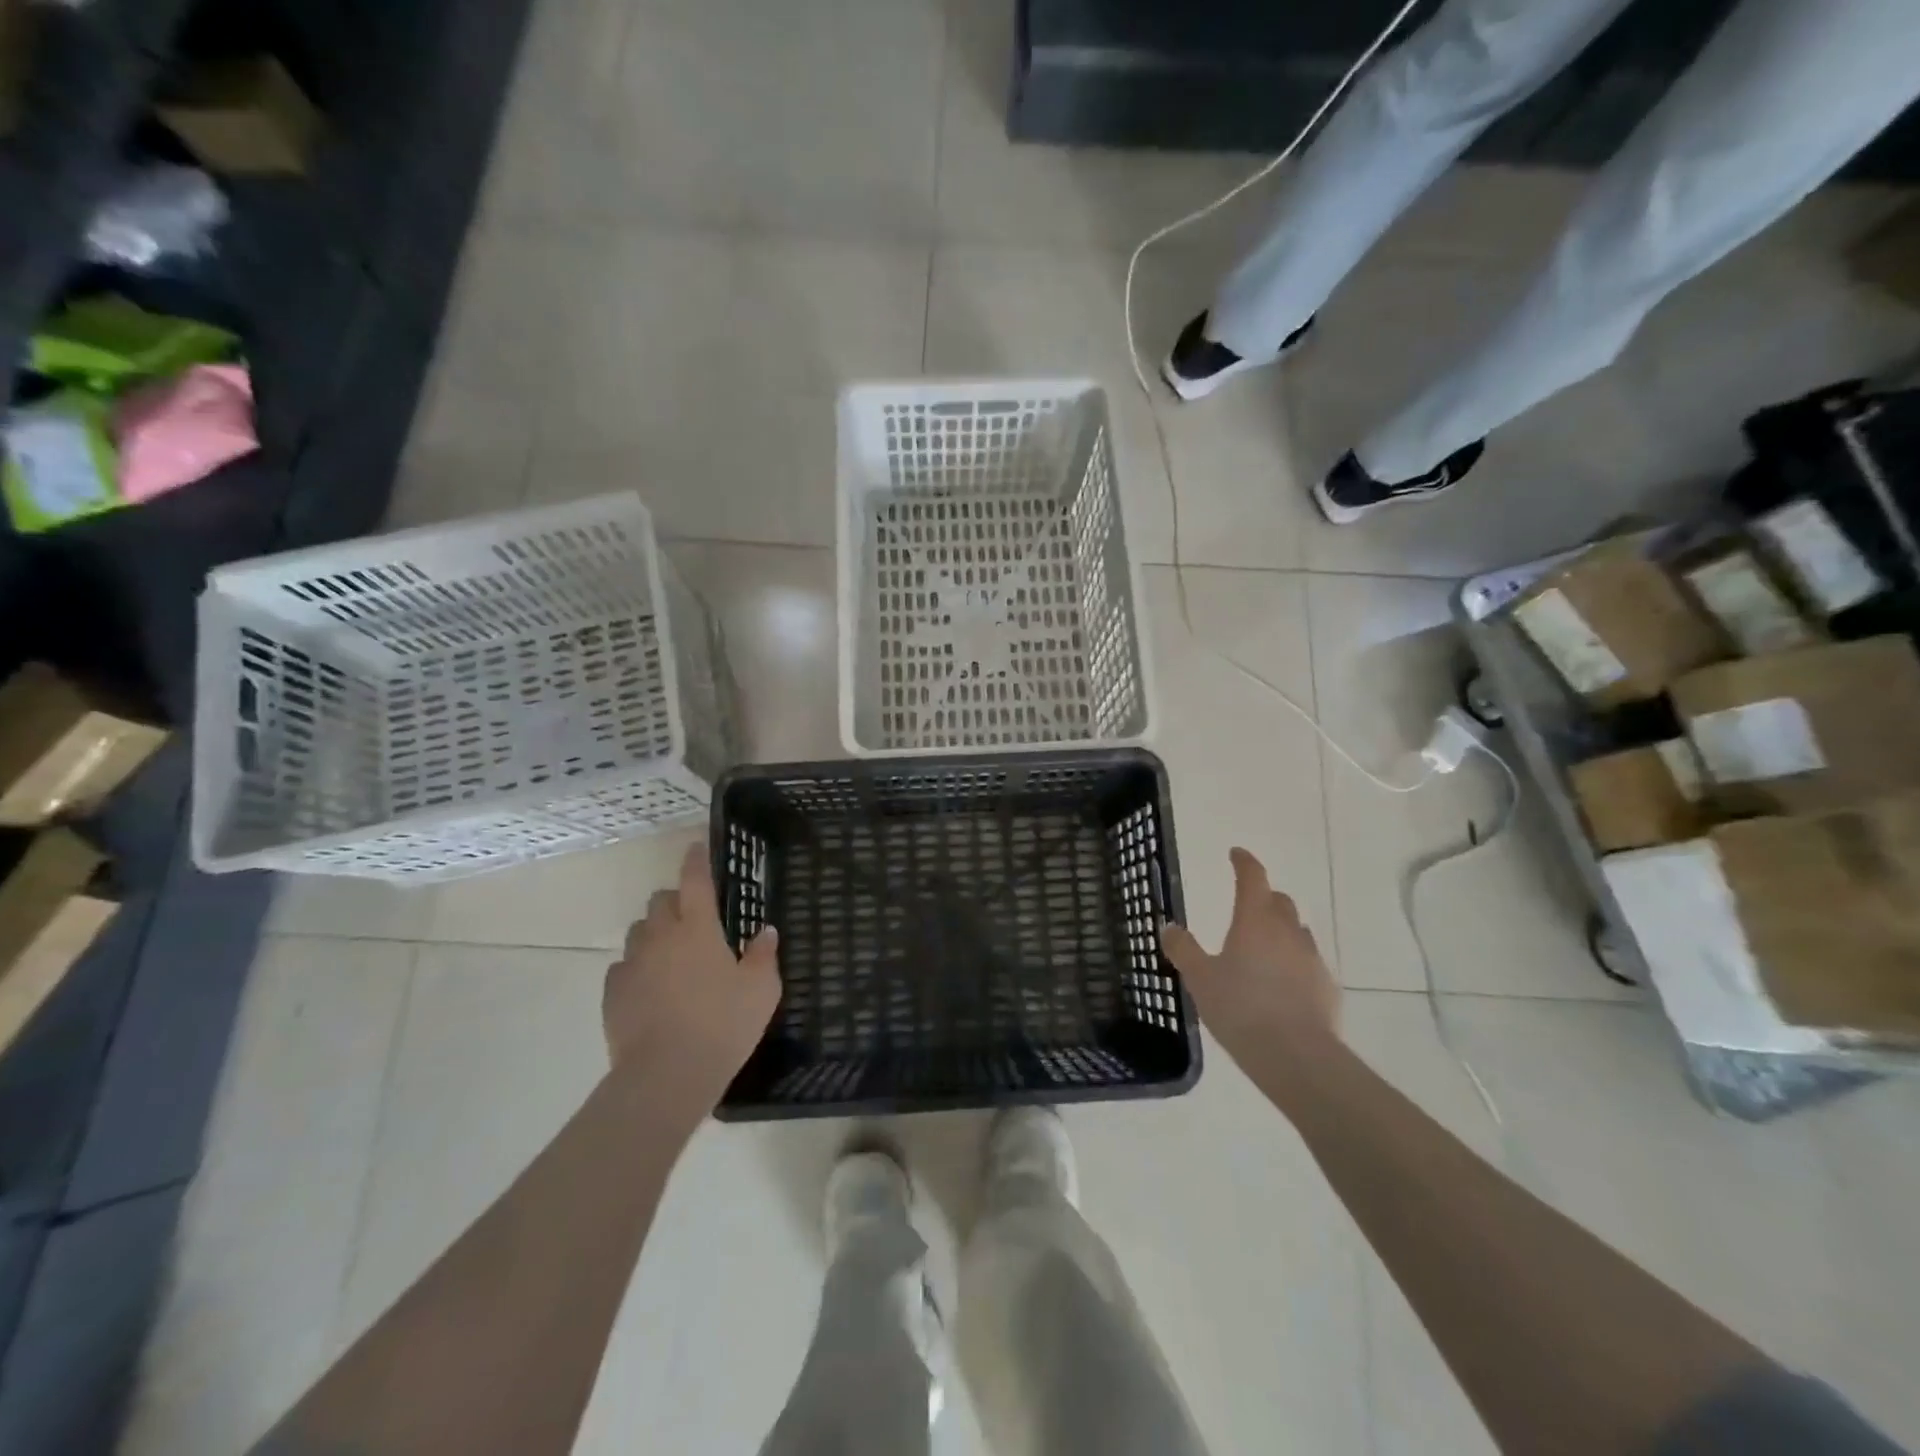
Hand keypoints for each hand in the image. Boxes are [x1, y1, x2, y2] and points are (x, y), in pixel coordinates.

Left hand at [604, 845, 780, 1109]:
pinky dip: (637, 967)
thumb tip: (764, 932)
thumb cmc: (723, 1026)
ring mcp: (632, 964)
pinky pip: (623, 966)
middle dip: (674, 901)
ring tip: (670, 955)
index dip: (696, 861)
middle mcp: (661, 937)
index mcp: (698, 929)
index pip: (695, 881)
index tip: (696, 847)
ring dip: (654, 933)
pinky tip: (651, 989)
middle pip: (660, 901)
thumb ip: (763, 956)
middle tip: (692, 920)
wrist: (666, 1076)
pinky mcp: (613, 993)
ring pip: (638, 931)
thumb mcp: (761, 991)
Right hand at [1161, 847, 1339, 1069]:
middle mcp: (1287, 931)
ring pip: (1297, 931)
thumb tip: (1169, 927)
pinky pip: (1308, 963)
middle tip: (1246, 907)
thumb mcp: (1199, 979)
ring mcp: (1311, 958)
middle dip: (1263, 898)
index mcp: (1255, 920)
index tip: (1236, 854)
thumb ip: (1184, 950)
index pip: (1252, 877)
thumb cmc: (1241, 1009)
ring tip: (1261, 949)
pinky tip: (1281, 985)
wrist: (1297, 1056)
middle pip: (1279, 901)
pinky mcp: (1327, 987)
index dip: (1244, 862)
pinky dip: (1293, 962)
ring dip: (1280, 931)